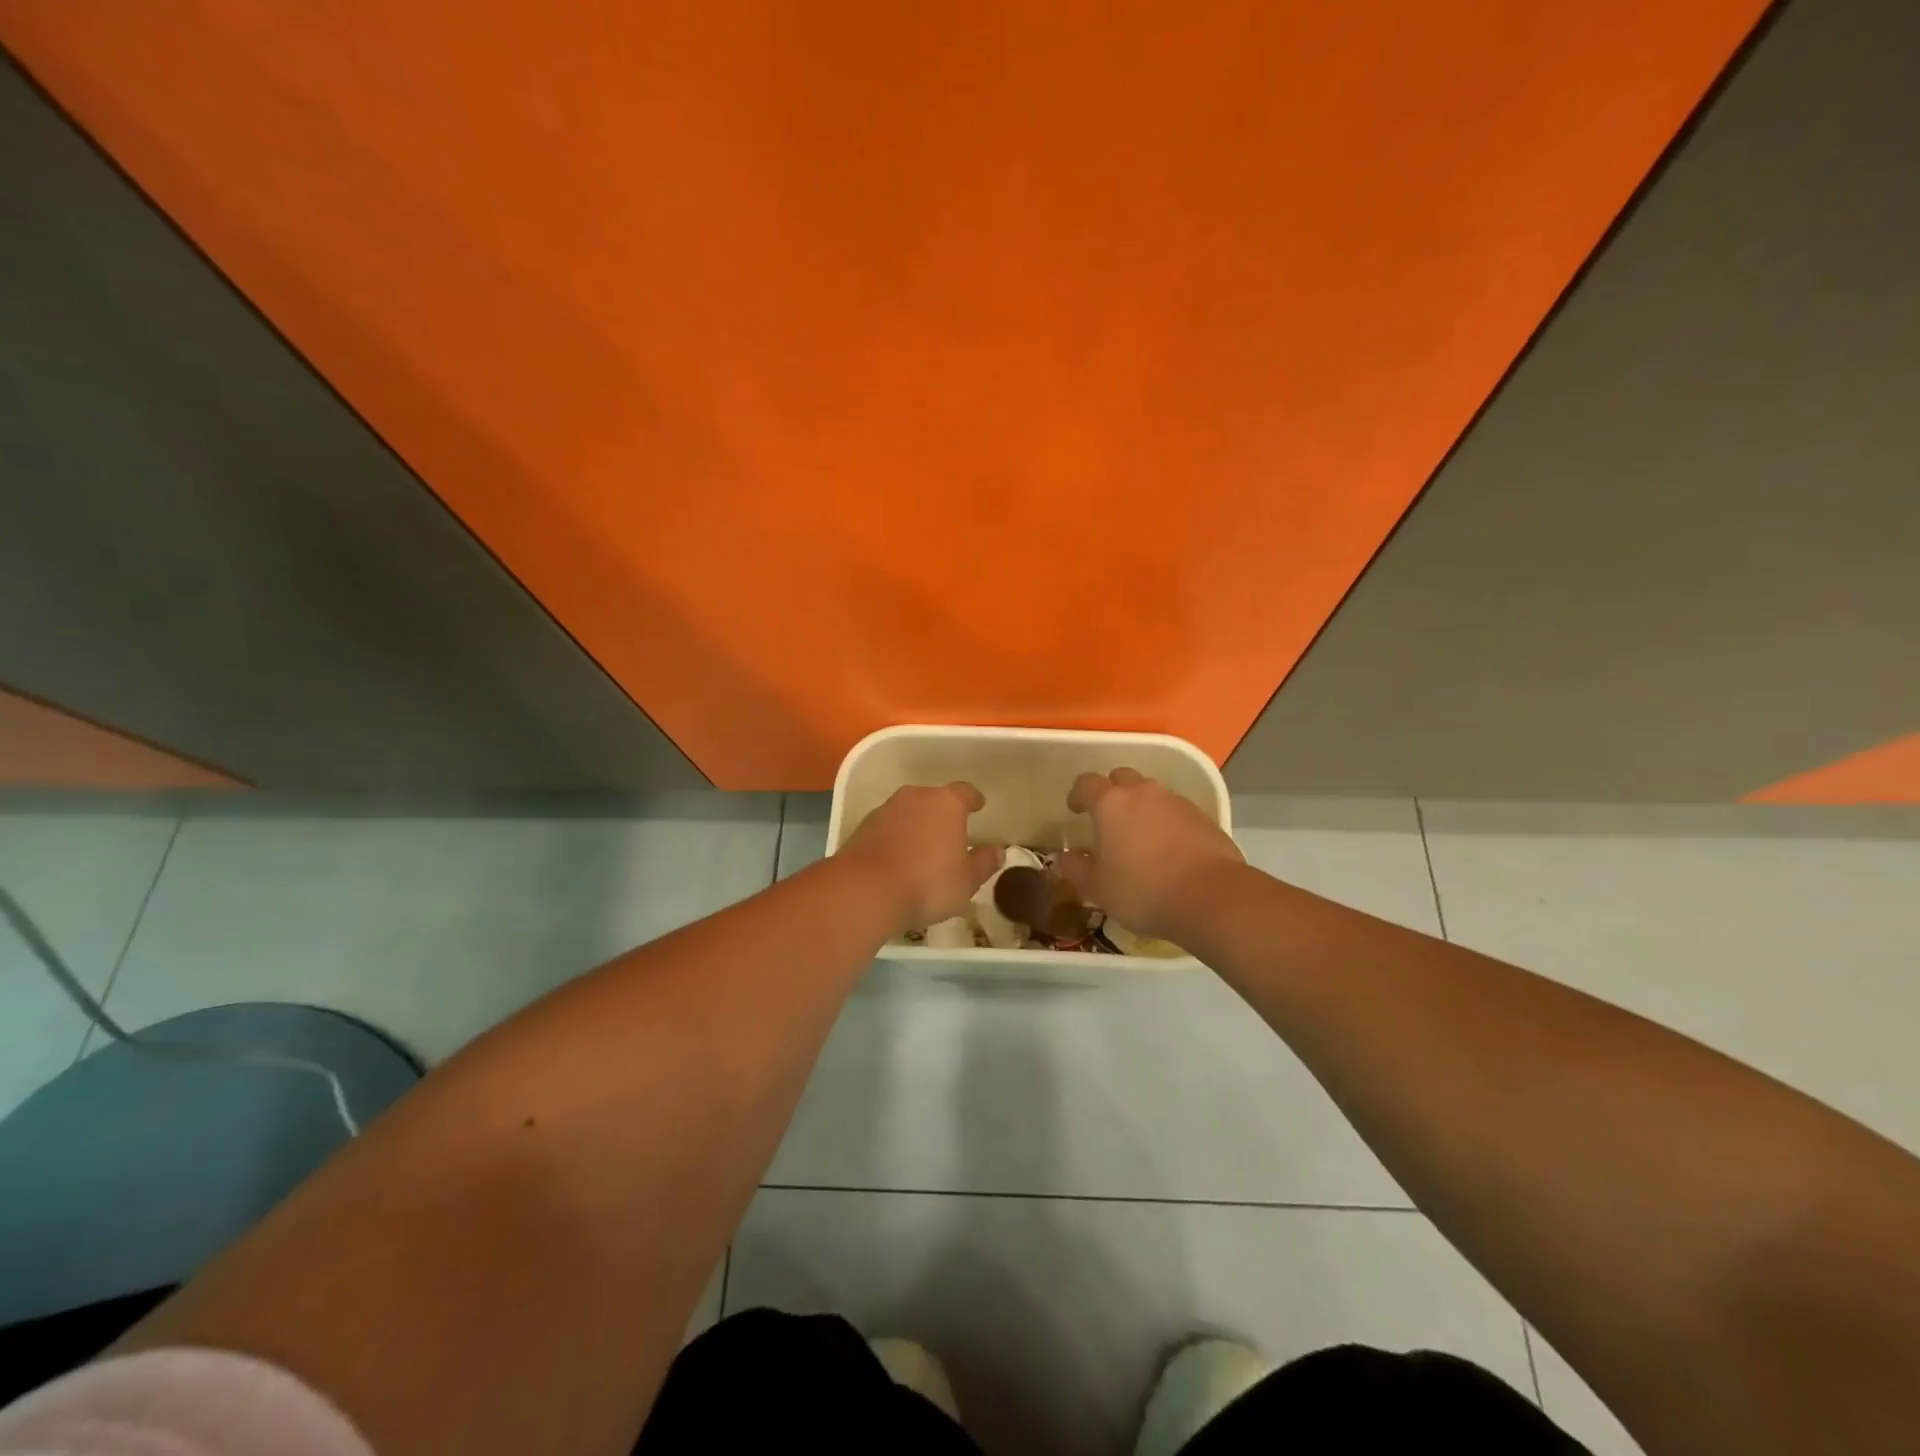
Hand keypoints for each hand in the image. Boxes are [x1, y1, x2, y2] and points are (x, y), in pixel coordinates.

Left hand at [837, 783, 1003, 933]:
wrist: (865, 890)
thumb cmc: (927, 883)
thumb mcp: (966, 881)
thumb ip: (984, 863)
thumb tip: (998, 851)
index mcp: (947, 803)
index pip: (965, 792)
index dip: (973, 799)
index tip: (979, 806)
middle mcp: (916, 797)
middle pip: (934, 800)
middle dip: (943, 814)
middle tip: (951, 835)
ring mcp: (886, 809)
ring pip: (909, 812)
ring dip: (917, 826)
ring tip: (923, 850)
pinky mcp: (863, 827)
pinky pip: (888, 828)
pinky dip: (896, 838)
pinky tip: (898, 860)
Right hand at [1057, 768, 1243, 940]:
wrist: (1212, 898)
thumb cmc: (1143, 890)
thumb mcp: (1098, 888)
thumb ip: (1077, 869)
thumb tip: (1064, 858)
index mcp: (1111, 803)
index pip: (1087, 783)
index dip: (1078, 794)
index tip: (1075, 809)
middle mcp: (1144, 793)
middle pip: (1122, 778)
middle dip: (1112, 792)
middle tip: (1108, 819)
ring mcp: (1177, 802)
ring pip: (1152, 794)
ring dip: (1142, 807)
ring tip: (1140, 837)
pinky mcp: (1204, 818)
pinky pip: (1177, 812)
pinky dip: (1167, 823)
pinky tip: (1169, 850)